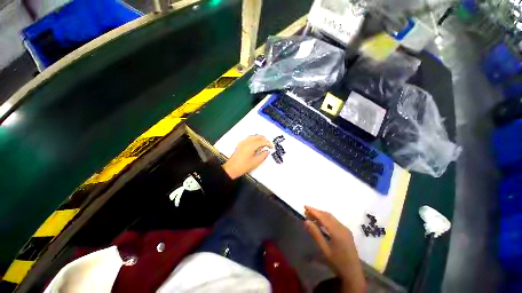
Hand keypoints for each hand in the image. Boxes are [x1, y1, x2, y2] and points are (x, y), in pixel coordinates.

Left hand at [222, 135, 272, 178]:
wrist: (231, 168)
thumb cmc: (244, 166)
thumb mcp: (255, 162)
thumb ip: (263, 155)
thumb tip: (267, 151)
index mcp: (251, 145)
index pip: (262, 141)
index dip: (268, 143)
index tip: (272, 147)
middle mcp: (247, 141)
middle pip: (258, 137)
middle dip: (265, 140)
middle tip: (269, 145)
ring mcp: (243, 142)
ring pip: (253, 136)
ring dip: (260, 138)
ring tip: (264, 143)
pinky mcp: (241, 144)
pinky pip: (249, 138)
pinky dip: (254, 138)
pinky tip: (256, 143)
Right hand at [304, 206, 365, 292]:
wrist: (353, 274)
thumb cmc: (337, 263)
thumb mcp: (324, 250)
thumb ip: (315, 234)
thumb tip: (306, 221)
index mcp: (337, 232)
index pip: (323, 217)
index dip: (313, 211)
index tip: (305, 206)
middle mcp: (342, 227)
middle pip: (327, 215)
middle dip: (316, 212)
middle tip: (306, 211)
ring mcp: (345, 229)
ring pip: (331, 218)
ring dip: (321, 215)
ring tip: (311, 216)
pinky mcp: (346, 232)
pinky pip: (334, 221)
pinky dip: (326, 219)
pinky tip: (320, 222)